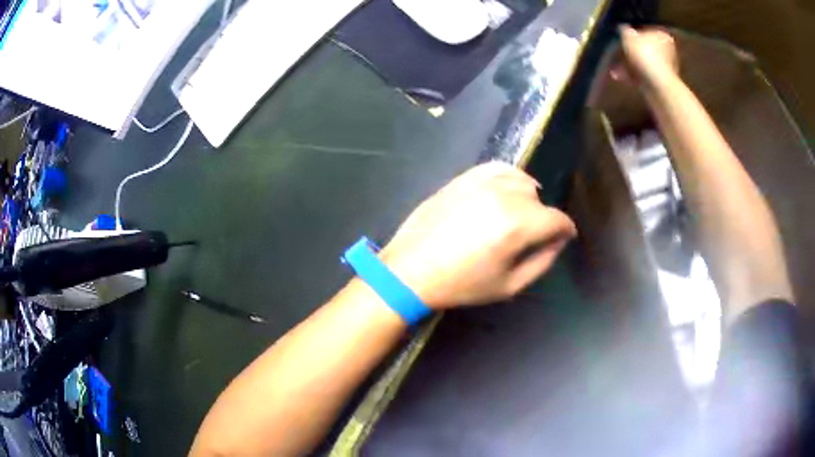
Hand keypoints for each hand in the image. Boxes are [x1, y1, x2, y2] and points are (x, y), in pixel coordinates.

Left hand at [380, 162, 576, 309]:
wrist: (411, 269)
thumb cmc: (462, 284)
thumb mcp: (510, 285)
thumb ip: (543, 261)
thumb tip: (558, 241)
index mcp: (517, 224)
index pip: (557, 219)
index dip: (565, 231)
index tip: (563, 238)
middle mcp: (503, 195)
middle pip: (539, 201)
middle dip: (542, 220)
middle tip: (530, 239)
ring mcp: (481, 182)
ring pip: (521, 182)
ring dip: (527, 199)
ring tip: (517, 217)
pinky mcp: (464, 178)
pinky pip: (497, 168)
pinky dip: (509, 177)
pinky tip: (506, 191)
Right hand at [612, 26, 678, 88]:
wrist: (657, 85)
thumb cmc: (645, 55)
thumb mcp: (628, 36)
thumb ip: (624, 30)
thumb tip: (622, 27)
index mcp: (662, 36)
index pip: (647, 29)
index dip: (634, 31)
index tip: (623, 35)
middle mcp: (667, 51)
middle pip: (646, 47)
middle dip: (631, 50)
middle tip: (617, 51)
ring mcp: (665, 68)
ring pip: (643, 62)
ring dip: (629, 64)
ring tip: (614, 67)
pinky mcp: (659, 82)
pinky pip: (643, 75)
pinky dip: (631, 76)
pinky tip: (618, 76)